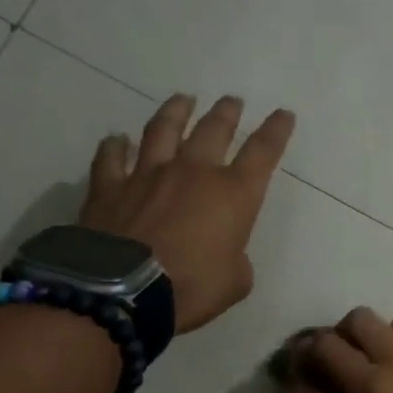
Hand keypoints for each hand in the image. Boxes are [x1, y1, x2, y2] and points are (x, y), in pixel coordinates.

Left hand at [79, 94, 294, 333]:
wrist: (123, 292)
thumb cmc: (192, 287)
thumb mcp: (235, 281)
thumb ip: (236, 259)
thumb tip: (224, 252)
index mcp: (233, 194)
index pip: (262, 152)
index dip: (276, 131)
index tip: (283, 114)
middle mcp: (193, 172)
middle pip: (214, 130)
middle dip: (227, 112)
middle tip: (233, 101)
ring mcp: (148, 175)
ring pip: (164, 130)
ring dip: (176, 111)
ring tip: (183, 99)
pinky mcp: (109, 187)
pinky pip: (111, 157)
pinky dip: (115, 146)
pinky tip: (117, 139)